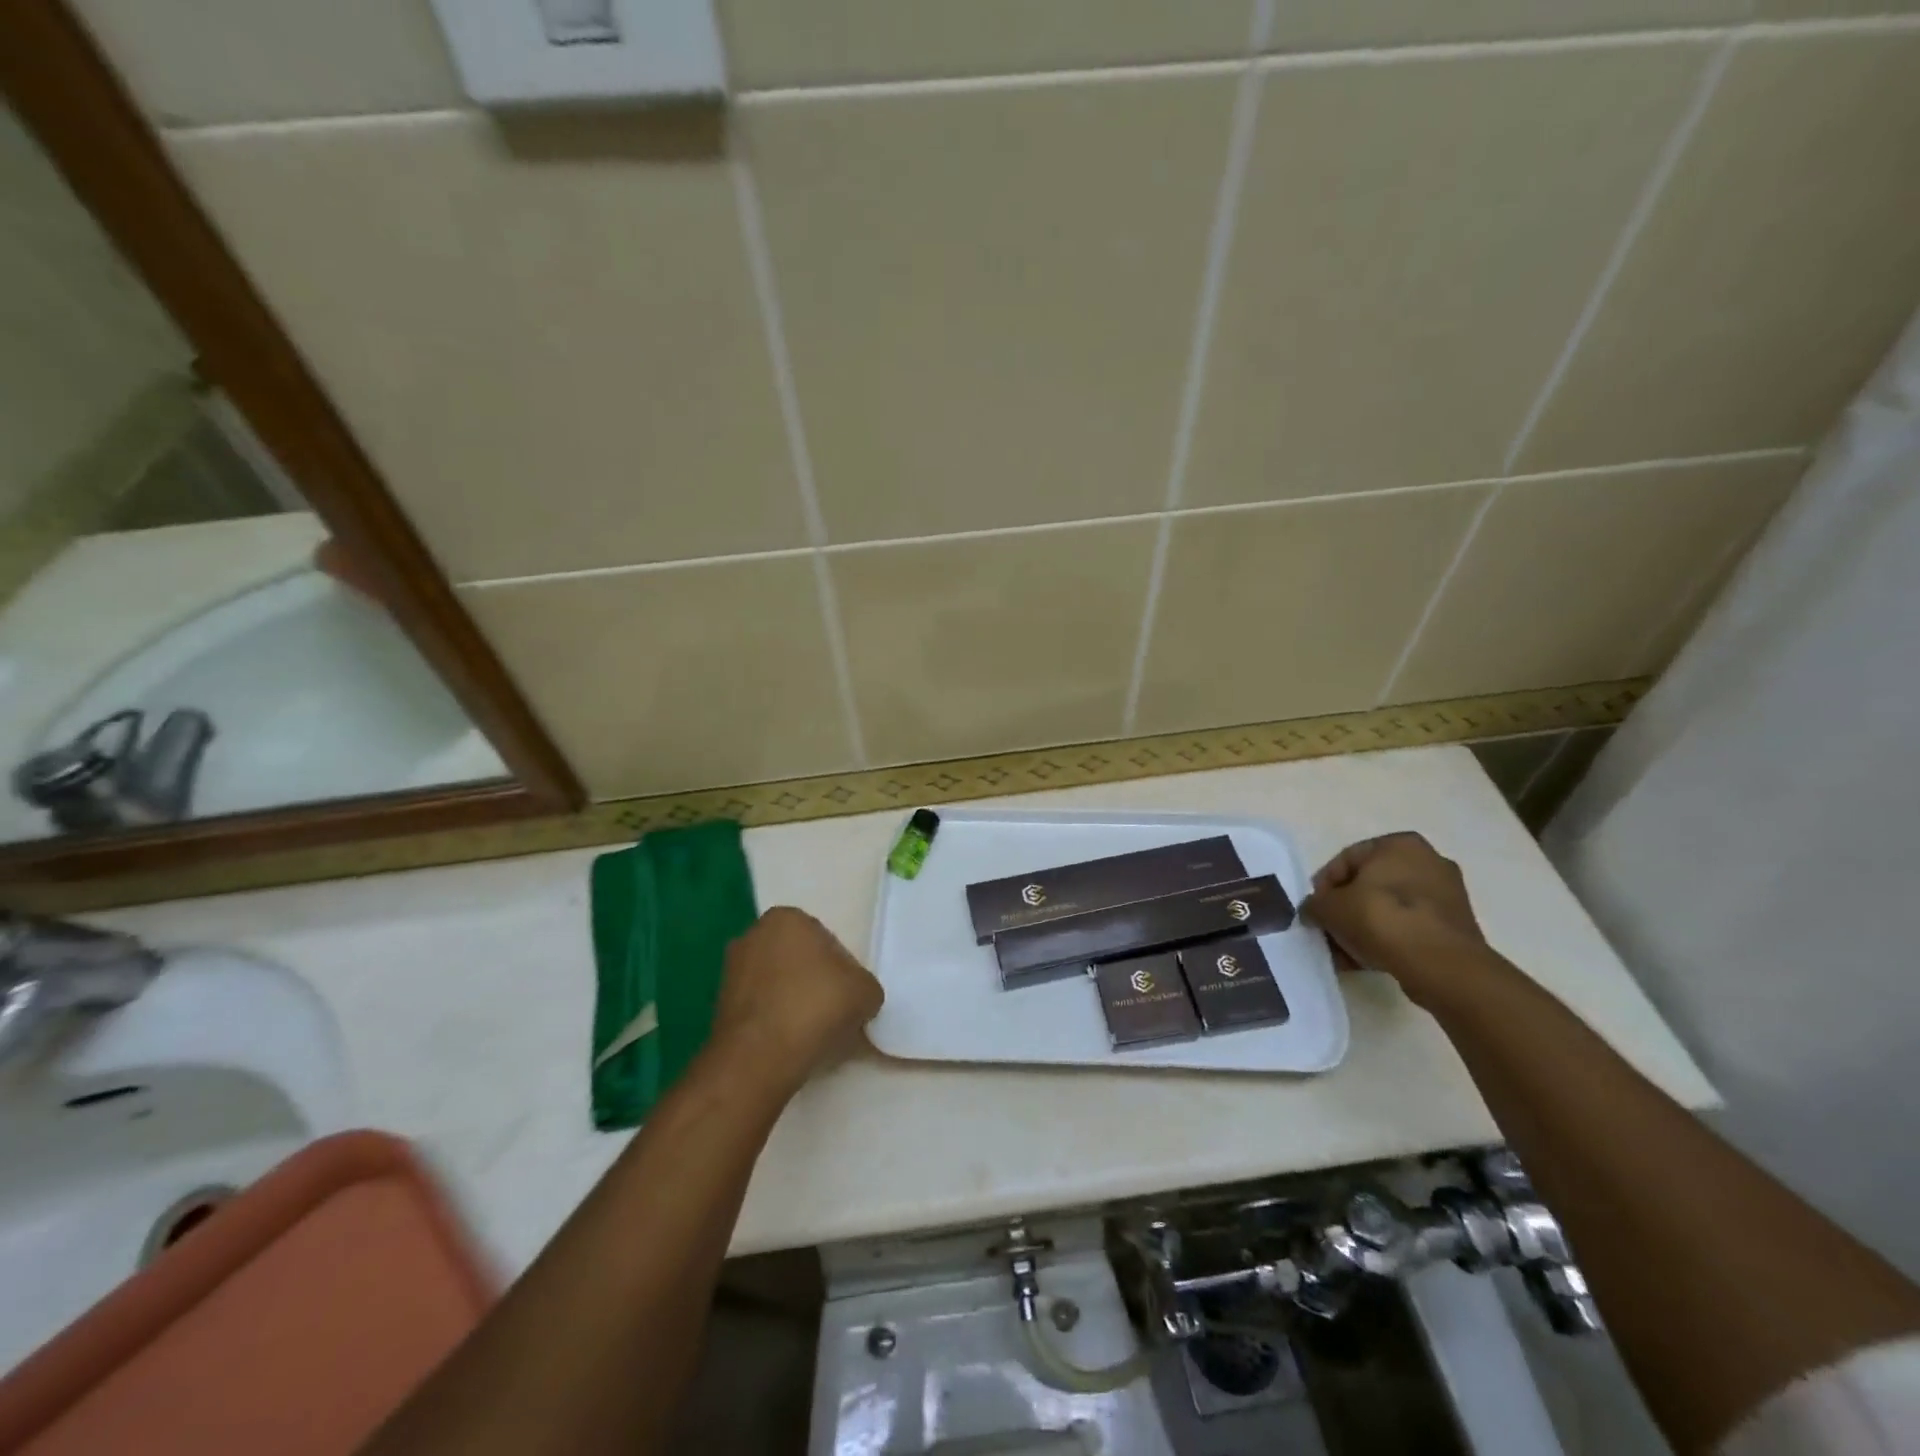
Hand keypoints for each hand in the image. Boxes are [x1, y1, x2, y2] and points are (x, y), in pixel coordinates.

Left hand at [711, 907, 883, 1089]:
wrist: (758, 1058)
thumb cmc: (814, 1008)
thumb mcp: (865, 992)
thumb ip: (865, 986)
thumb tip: (858, 998)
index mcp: (787, 918)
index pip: (827, 940)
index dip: (843, 970)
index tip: (849, 996)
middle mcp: (754, 934)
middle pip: (799, 959)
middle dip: (815, 982)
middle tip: (834, 1012)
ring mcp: (731, 970)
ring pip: (779, 984)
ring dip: (794, 1001)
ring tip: (812, 1033)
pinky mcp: (719, 1005)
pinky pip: (761, 1007)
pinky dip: (775, 1020)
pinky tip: (789, 1042)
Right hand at [1302, 833, 1491, 1009]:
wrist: (1440, 964)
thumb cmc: (1380, 918)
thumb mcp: (1329, 908)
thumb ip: (1314, 905)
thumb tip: (1313, 912)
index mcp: (1399, 844)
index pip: (1347, 859)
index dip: (1324, 886)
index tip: (1316, 909)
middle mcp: (1428, 860)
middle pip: (1370, 885)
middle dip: (1346, 909)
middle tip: (1329, 930)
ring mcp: (1447, 894)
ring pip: (1390, 908)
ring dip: (1364, 927)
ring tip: (1346, 952)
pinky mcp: (1456, 926)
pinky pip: (1410, 927)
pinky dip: (1388, 939)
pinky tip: (1368, 960)